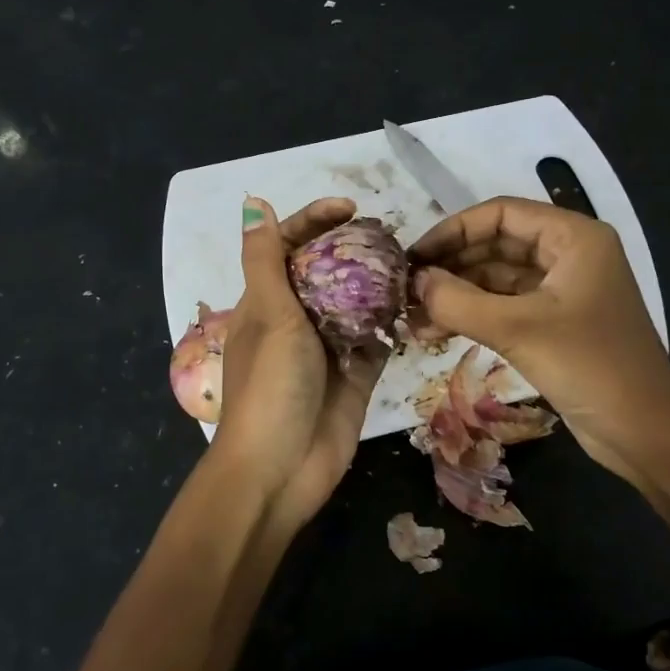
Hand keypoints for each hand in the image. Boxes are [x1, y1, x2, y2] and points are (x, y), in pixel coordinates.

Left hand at [209, 196, 388, 532]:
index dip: (314, 220)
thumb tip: (252, 202)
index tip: (350, 208)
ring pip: (356, 304)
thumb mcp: (268, 314)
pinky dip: (393, 324)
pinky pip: (376, 341)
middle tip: (392, 237)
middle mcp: (295, 320)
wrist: (280, 469)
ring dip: (379, 285)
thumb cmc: (269, 385)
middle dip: (355, 250)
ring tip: (411, 264)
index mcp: (265, 302)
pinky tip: (417, 306)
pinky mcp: (355, 376)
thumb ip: (266, 260)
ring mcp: (327, 349)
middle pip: (327, 271)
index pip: (287, 246)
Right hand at [408, 197, 669, 487]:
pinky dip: (475, 316)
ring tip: (413, 316)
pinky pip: (507, 307)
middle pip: (497, 244)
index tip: (414, 256)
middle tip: (406, 289)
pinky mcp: (557, 324)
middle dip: (452, 266)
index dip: (453, 230)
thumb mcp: (518, 329)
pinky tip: (437, 331)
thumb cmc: (589, 366)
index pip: (501, 214)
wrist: (644, 431)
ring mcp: (564, 291)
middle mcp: (569, 255)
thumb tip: (415, 281)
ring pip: (499, 279)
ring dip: (458, 294)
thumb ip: (459, 301)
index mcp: (574, 237)